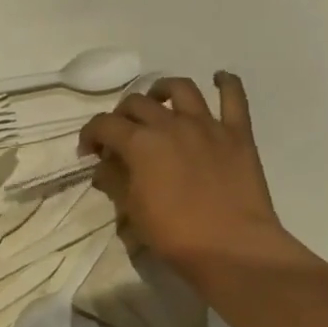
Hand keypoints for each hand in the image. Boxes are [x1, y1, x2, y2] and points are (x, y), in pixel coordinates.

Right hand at [78, 73, 296, 278]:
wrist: (232, 248)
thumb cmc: (174, 234)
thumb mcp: (132, 210)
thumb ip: (115, 180)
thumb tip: (105, 166)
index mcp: (140, 143)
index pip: (103, 125)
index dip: (90, 135)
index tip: (89, 152)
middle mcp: (170, 124)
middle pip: (136, 103)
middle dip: (121, 115)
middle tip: (120, 136)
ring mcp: (207, 125)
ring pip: (180, 89)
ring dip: (163, 90)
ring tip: (158, 102)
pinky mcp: (238, 134)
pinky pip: (234, 98)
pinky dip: (226, 83)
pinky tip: (219, 78)